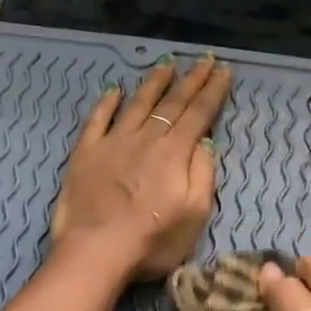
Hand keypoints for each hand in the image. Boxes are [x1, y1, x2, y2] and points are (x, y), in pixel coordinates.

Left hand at [51, 55, 232, 282]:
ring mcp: (113, 142)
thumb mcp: (195, 214)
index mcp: (174, 153)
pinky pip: (97, 119)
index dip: (213, 91)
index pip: (199, 114)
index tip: (224, 70)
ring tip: (166, 64)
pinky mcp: (86, 153)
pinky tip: (115, 90)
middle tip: (203, 59)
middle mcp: (146, 138)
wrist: (96, 251)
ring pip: (137, 103)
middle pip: (172, 103)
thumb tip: (204, 143)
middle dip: (191, 80)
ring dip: (154, 82)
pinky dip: (107, 102)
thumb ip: (202, 174)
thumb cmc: (152, 241)